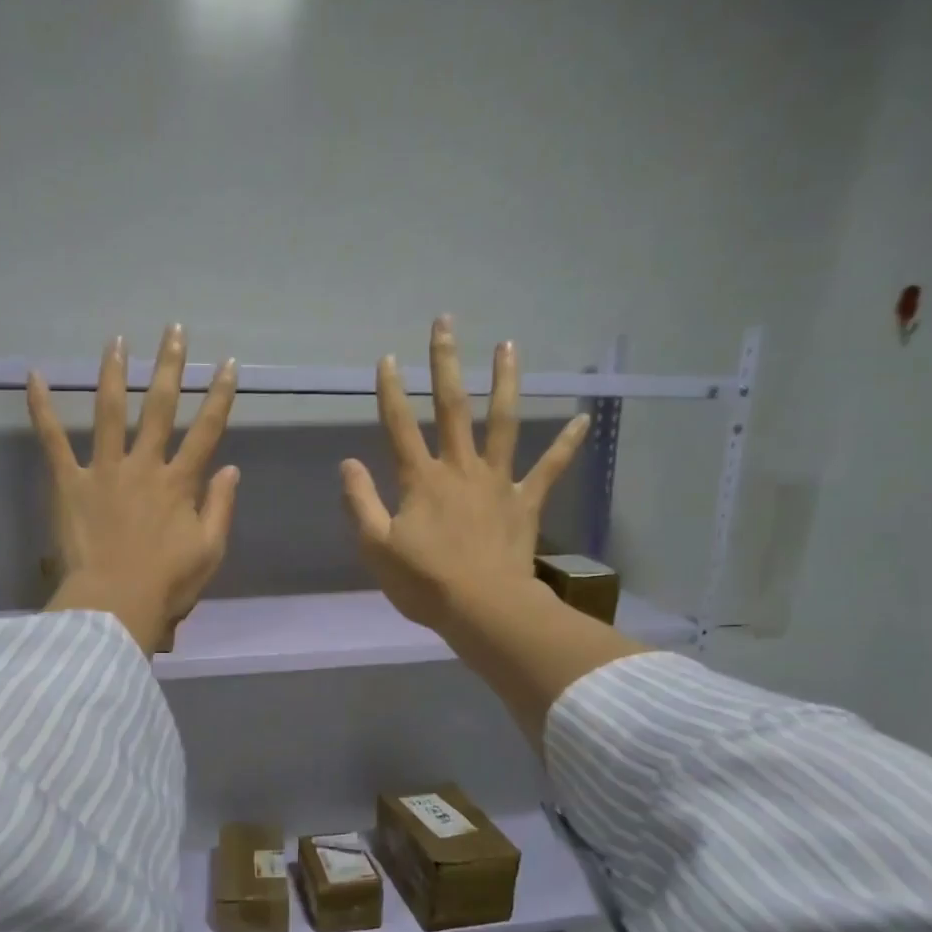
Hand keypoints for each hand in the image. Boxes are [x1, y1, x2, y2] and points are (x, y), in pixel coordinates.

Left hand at [31, 325, 239, 654]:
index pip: (206, 430)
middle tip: (173, 330)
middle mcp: (144, 466)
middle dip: (169, 366)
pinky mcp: (69, 483)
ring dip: (114, 373)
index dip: (218, 396)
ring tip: (116, 340)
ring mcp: (104, 471)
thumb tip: (230, 469)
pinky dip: (42, 408)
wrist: (115, 605)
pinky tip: (33, 376)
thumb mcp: (209, 550)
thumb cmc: (167, 585)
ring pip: (110, 412)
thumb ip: (220, 507)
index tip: (226, 363)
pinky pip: (53, 440)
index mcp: (180, 484)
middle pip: (159, 407)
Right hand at [340, 315, 589, 632]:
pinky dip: (566, 444)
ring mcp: (497, 482)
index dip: (391, 392)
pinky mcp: (525, 502)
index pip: (399, 427)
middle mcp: (460, 469)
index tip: (388, 359)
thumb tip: (348, 463)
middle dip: (446, 363)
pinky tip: (583, 417)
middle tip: (446, 323)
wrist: (483, 608)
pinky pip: (550, 469)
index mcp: (421, 480)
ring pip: (502, 423)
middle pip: (452, 408)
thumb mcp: (376, 546)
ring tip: (509, 346)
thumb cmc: (424, 582)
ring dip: (505, 382)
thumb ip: (360, 502)